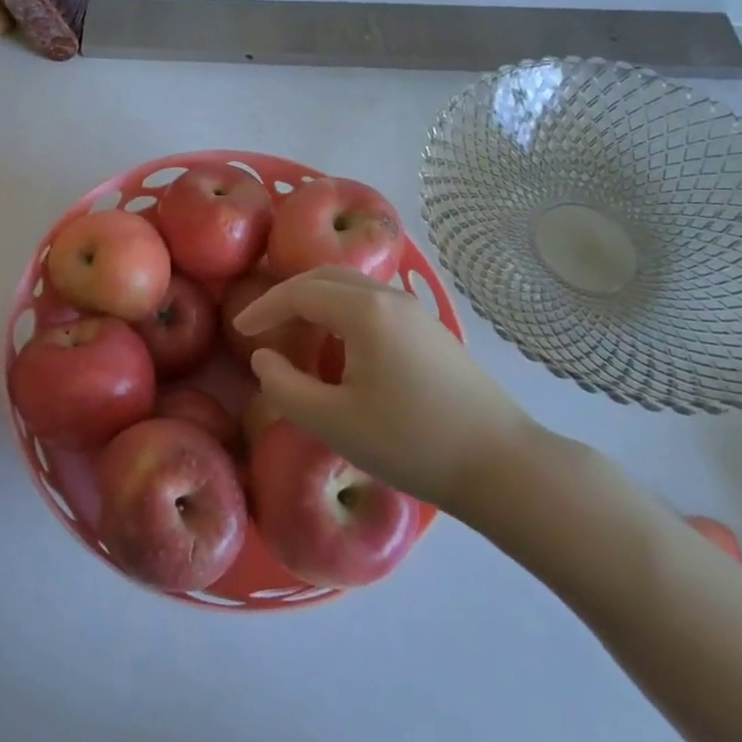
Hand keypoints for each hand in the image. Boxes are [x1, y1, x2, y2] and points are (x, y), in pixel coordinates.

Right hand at [234, 267, 539, 516]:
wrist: (502, 465)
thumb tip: (264, 358)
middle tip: (264, 323)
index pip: (300, 291)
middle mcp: (390, 297)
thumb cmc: (411, 442)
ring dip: (318, 302)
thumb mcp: (333, 422)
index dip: (264, 307)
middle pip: (326, 276)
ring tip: (297, 335)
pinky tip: (342, 350)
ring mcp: (416, 312)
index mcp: (364, 310)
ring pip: (353, 288)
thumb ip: (285, 387)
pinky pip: (374, 304)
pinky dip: (344, 313)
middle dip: (289, 295)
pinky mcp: (431, 331)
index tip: (239, 328)